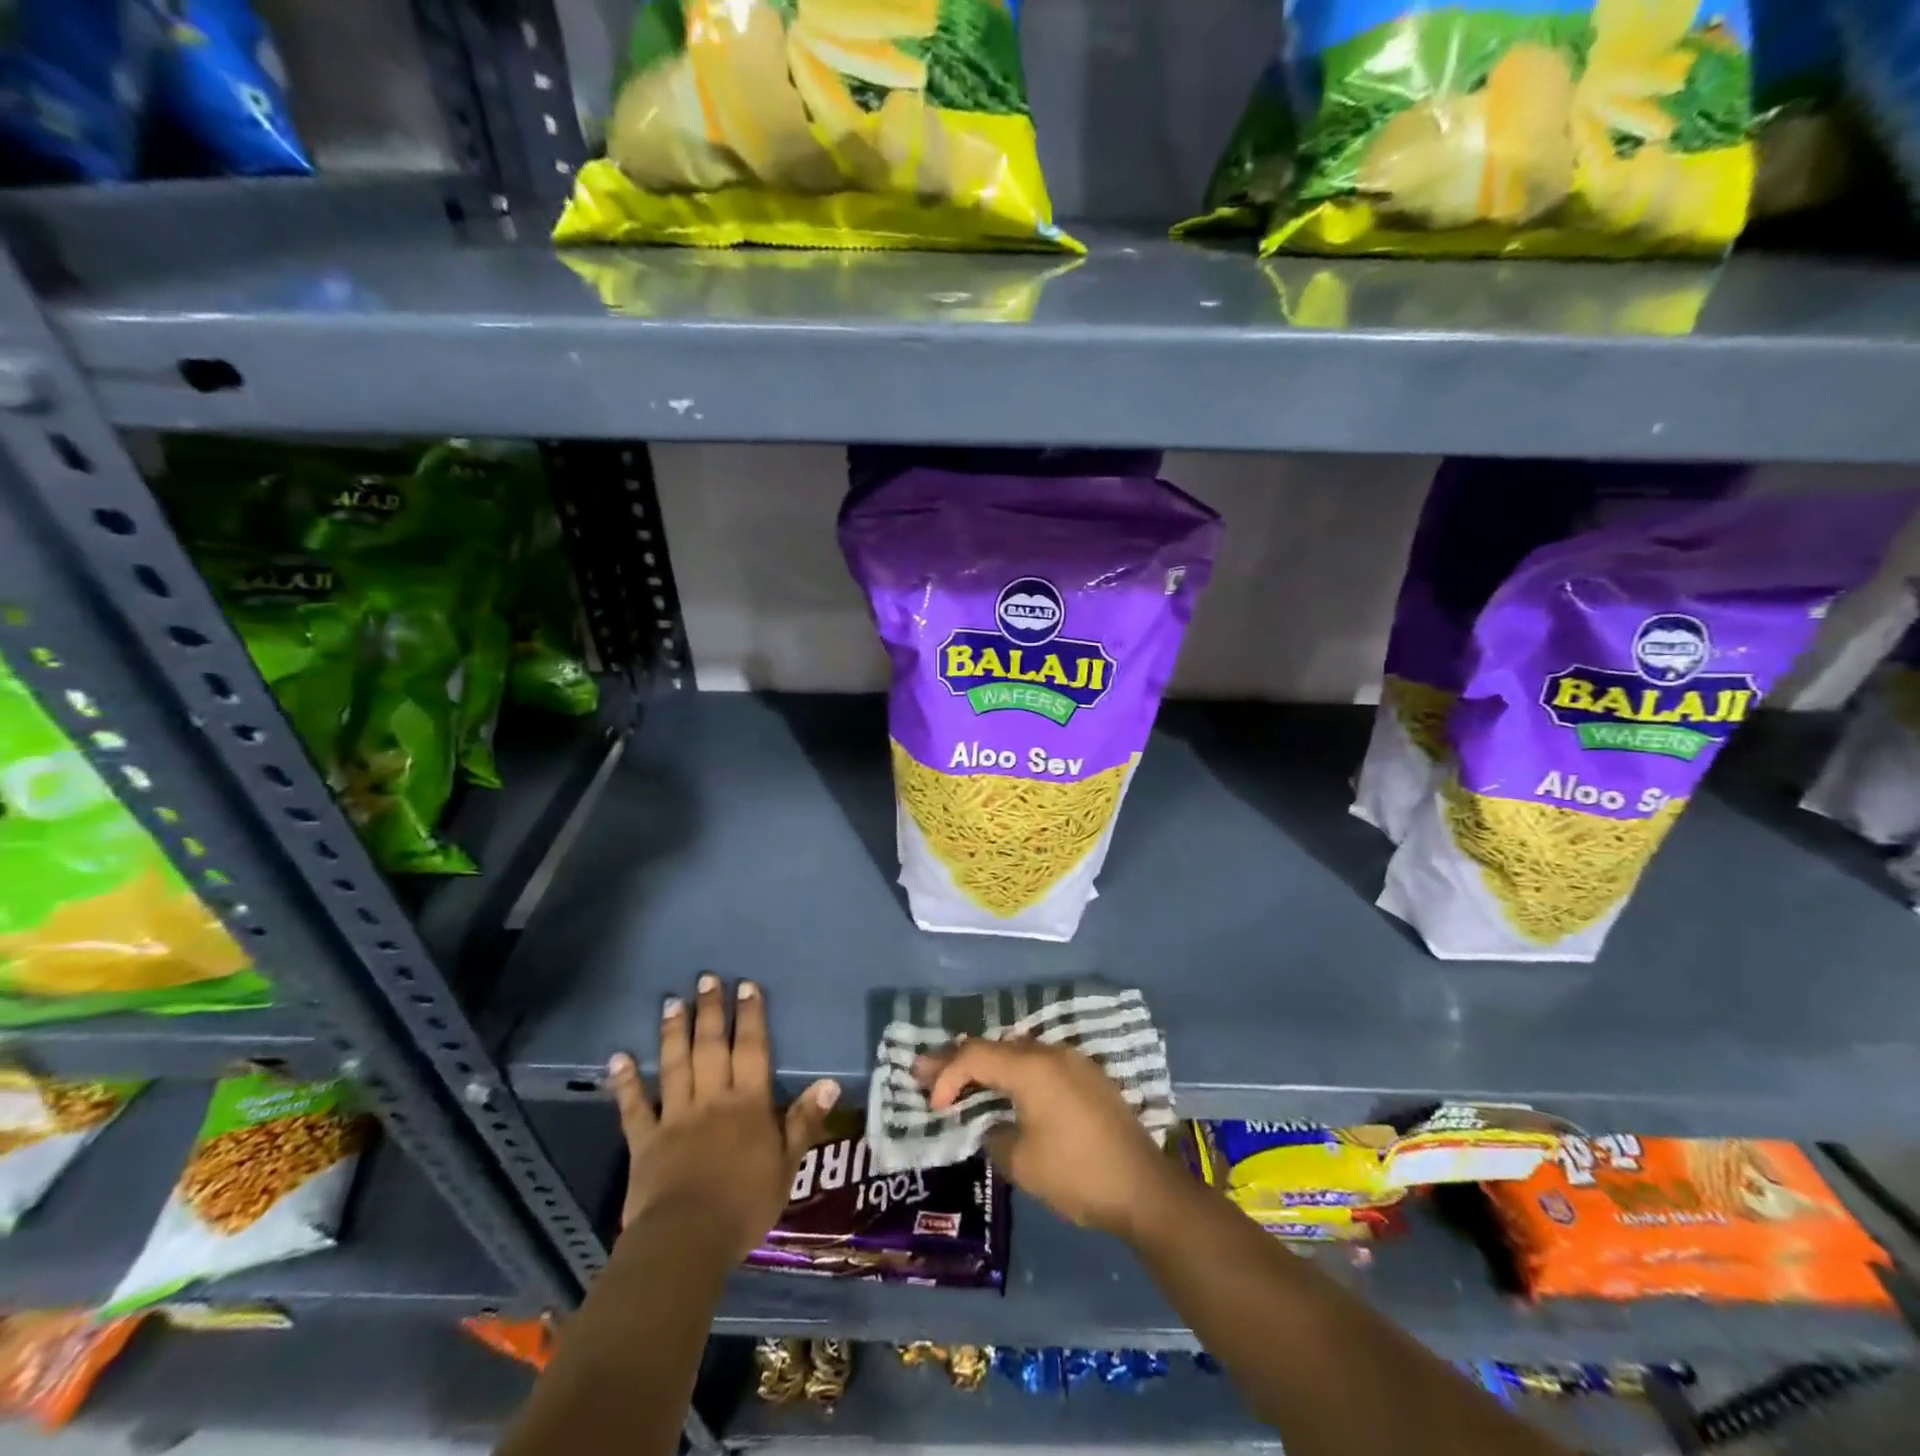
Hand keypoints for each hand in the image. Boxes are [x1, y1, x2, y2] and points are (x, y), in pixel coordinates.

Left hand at [608, 974, 839, 1261]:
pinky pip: (634, 1107)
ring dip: (674, 1032)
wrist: (687, 1241)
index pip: (752, 1050)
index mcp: (748, 1104)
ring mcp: (675, 1117)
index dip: (751, 1016)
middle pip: (712, 1047)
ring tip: (673, 1002)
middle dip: (711, 1011)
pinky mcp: (645, 1142)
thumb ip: (804, 1121)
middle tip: (706, 979)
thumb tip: (830, 1082)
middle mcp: (712, 1099)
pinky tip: (618, 1057)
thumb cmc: (745, 1205)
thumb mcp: (787, 1166)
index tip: (746, 986)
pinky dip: (626, 1082)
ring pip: (676, 1065)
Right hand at [914, 1037, 1174, 1240]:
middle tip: (924, 1070)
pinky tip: (1006, 1088)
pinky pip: (1040, 1064)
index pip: (976, 1056)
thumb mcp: (1021, 1162)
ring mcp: (1073, 1062)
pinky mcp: (1088, 1078)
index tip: (933, 1105)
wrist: (1144, 1188)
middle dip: (959, 1060)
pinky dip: (1015, 1072)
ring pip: (1018, 1052)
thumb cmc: (1077, 1174)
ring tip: (961, 1080)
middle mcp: (1051, 1054)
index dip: (947, 1074)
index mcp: (1031, 1068)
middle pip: (996, 1046)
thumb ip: (994, 1134)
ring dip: (989, 1065)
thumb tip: (993, 1124)